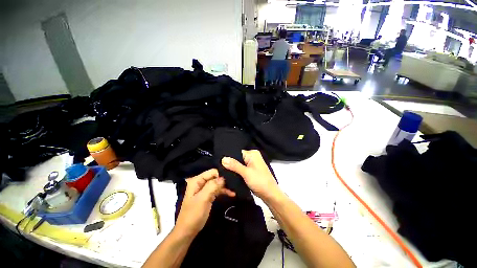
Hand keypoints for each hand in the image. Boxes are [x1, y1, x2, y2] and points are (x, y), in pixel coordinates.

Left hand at [175, 169, 234, 236]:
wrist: (187, 231)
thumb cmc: (193, 214)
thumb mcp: (203, 199)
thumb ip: (212, 186)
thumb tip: (223, 177)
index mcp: (197, 181)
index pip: (212, 172)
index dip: (221, 174)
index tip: (231, 178)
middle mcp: (200, 182)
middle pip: (215, 177)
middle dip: (224, 180)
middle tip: (235, 183)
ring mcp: (204, 189)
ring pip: (217, 183)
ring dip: (225, 186)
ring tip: (235, 189)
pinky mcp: (208, 195)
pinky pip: (217, 190)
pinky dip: (223, 191)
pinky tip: (231, 194)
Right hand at [221, 150, 279, 200]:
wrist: (269, 194)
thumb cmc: (260, 181)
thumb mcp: (246, 173)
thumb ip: (234, 165)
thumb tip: (223, 159)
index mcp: (252, 154)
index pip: (237, 152)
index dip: (229, 157)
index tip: (220, 162)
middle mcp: (252, 156)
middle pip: (237, 158)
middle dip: (230, 163)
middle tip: (220, 168)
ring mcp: (252, 163)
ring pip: (239, 164)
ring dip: (233, 168)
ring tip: (224, 172)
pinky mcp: (251, 170)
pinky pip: (241, 168)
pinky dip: (237, 172)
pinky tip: (230, 175)